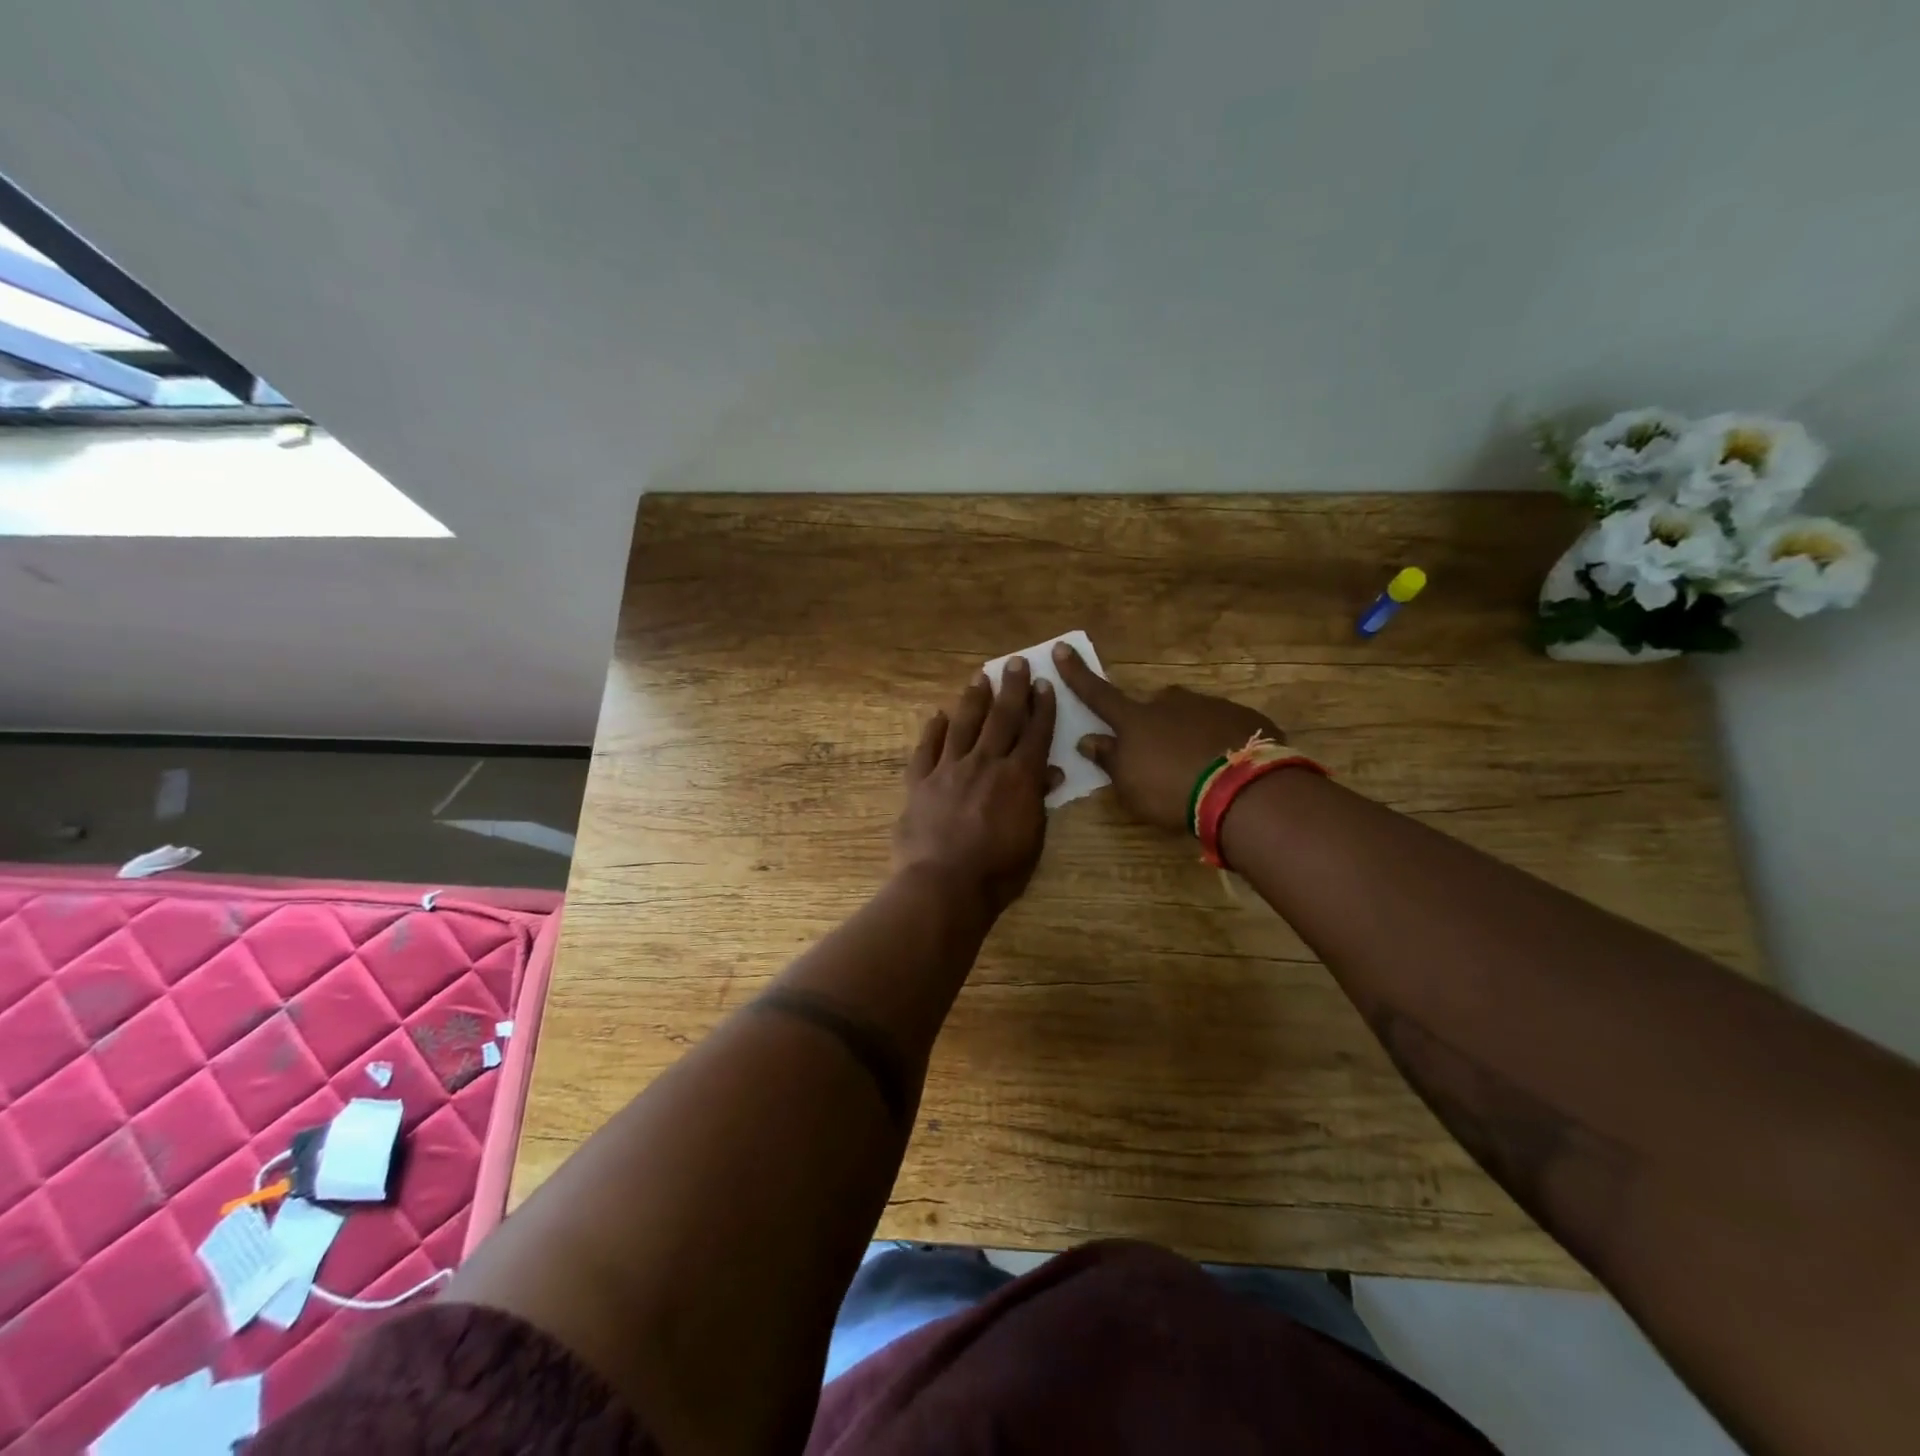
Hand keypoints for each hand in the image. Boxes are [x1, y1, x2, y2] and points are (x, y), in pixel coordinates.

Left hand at [893, 658, 1059, 913]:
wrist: (943, 885)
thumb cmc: (998, 872)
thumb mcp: (1033, 839)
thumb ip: (1038, 801)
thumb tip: (1051, 772)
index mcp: (1019, 777)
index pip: (1035, 734)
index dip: (1042, 707)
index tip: (1044, 684)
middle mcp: (985, 763)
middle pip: (1001, 718)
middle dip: (1011, 688)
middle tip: (1015, 663)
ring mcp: (949, 769)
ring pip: (964, 724)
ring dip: (973, 699)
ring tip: (980, 677)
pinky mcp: (920, 782)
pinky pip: (926, 749)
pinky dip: (933, 731)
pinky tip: (938, 716)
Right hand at [1052, 642, 1282, 834]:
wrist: (1243, 789)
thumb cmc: (1170, 790)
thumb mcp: (1129, 785)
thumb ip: (1109, 760)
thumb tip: (1089, 739)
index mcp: (1135, 720)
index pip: (1098, 694)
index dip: (1077, 674)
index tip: (1062, 647)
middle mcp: (1170, 703)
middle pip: (1154, 705)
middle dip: (1153, 722)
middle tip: (1162, 754)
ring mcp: (1210, 706)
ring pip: (1190, 715)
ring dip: (1189, 733)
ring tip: (1200, 768)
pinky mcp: (1244, 717)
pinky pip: (1223, 726)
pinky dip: (1220, 741)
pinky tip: (1228, 767)